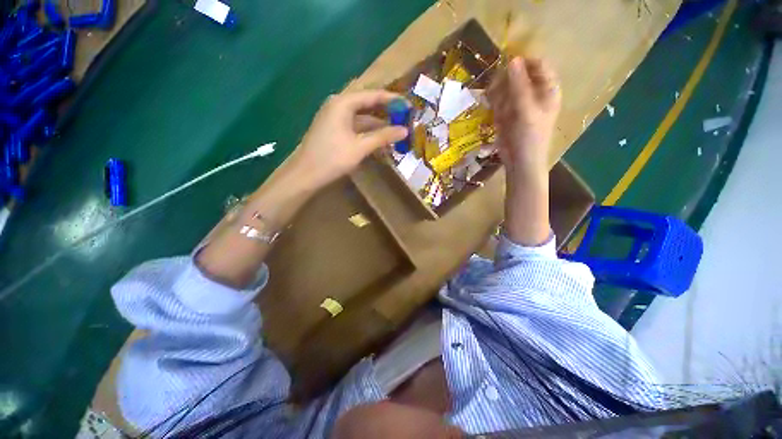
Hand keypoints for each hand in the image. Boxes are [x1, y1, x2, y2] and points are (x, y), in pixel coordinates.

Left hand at [290, 90, 408, 188]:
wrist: (306, 175)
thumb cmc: (333, 158)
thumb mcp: (360, 147)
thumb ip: (383, 136)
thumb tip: (404, 131)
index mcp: (343, 103)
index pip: (373, 95)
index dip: (393, 100)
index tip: (409, 106)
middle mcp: (338, 105)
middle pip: (367, 105)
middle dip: (386, 114)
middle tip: (405, 120)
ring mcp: (335, 119)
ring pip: (362, 119)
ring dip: (378, 126)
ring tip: (396, 133)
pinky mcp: (334, 131)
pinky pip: (355, 128)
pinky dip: (368, 133)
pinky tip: (380, 141)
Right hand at [488, 57, 560, 180]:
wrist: (519, 161)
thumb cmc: (530, 137)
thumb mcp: (526, 110)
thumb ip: (519, 86)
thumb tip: (513, 60)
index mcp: (547, 89)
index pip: (538, 64)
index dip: (523, 63)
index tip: (505, 67)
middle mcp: (533, 92)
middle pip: (518, 74)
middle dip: (506, 81)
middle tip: (496, 91)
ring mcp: (518, 103)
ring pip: (505, 87)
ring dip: (498, 95)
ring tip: (498, 109)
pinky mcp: (506, 112)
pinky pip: (498, 101)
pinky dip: (494, 105)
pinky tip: (496, 115)